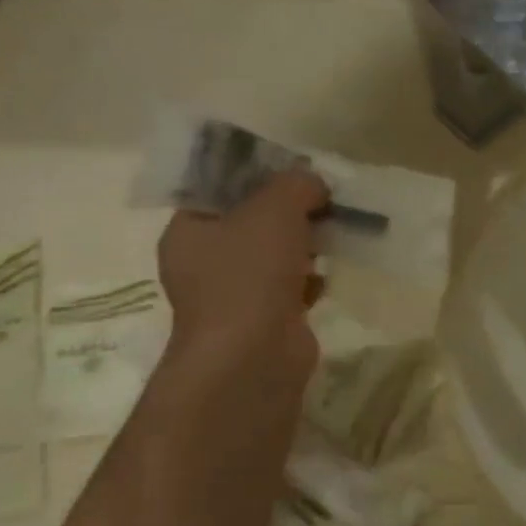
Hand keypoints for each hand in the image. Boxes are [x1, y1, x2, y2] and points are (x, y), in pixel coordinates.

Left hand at [157, 170, 326, 380]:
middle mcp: (205, 261)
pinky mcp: (265, 319)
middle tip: (324, 199)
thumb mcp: (274, 210)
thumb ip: (296, 185)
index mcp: (189, 230)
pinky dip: (310, 279)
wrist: (254, 357)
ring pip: (274, 254)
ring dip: (305, 244)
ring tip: (335, 231)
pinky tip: (330, 273)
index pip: (219, 188)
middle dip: (290, 210)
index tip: (294, 169)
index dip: (257, 174)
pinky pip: (290, 287)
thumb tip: (314, 183)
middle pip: (252, 220)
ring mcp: (234, 294)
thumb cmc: (250, 274)